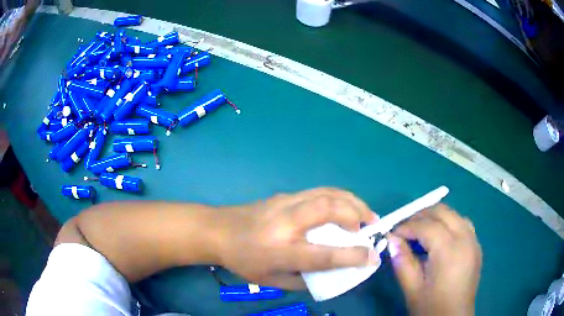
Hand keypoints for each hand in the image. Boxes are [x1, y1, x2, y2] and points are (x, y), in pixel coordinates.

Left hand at [219, 188, 378, 289]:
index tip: (373, 257)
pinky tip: (345, 207)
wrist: (218, 230)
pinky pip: (319, 191)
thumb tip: (332, 273)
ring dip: (352, 201)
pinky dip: (339, 197)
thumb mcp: (271, 281)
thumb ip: (304, 280)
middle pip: (328, 209)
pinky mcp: (284, 194)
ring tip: (365, 214)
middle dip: (357, 214)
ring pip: (326, 193)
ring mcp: (284, 203)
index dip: (353, 255)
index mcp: (280, 250)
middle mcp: (285, 223)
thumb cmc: (243, 260)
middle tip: (371, 226)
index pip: (324, 253)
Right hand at [388, 204, 481, 315]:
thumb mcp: (412, 289)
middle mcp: (465, 240)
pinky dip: (449, 224)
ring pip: (454, 215)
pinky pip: (463, 224)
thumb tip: (392, 240)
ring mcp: (474, 242)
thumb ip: (403, 262)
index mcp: (449, 252)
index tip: (392, 233)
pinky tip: (440, 238)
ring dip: (436, 217)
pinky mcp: (476, 247)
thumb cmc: (431, 308)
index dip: (407, 227)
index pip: (427, 226)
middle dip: (421, 216)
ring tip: (421, 231)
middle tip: (405, 229)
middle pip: (443, 212)